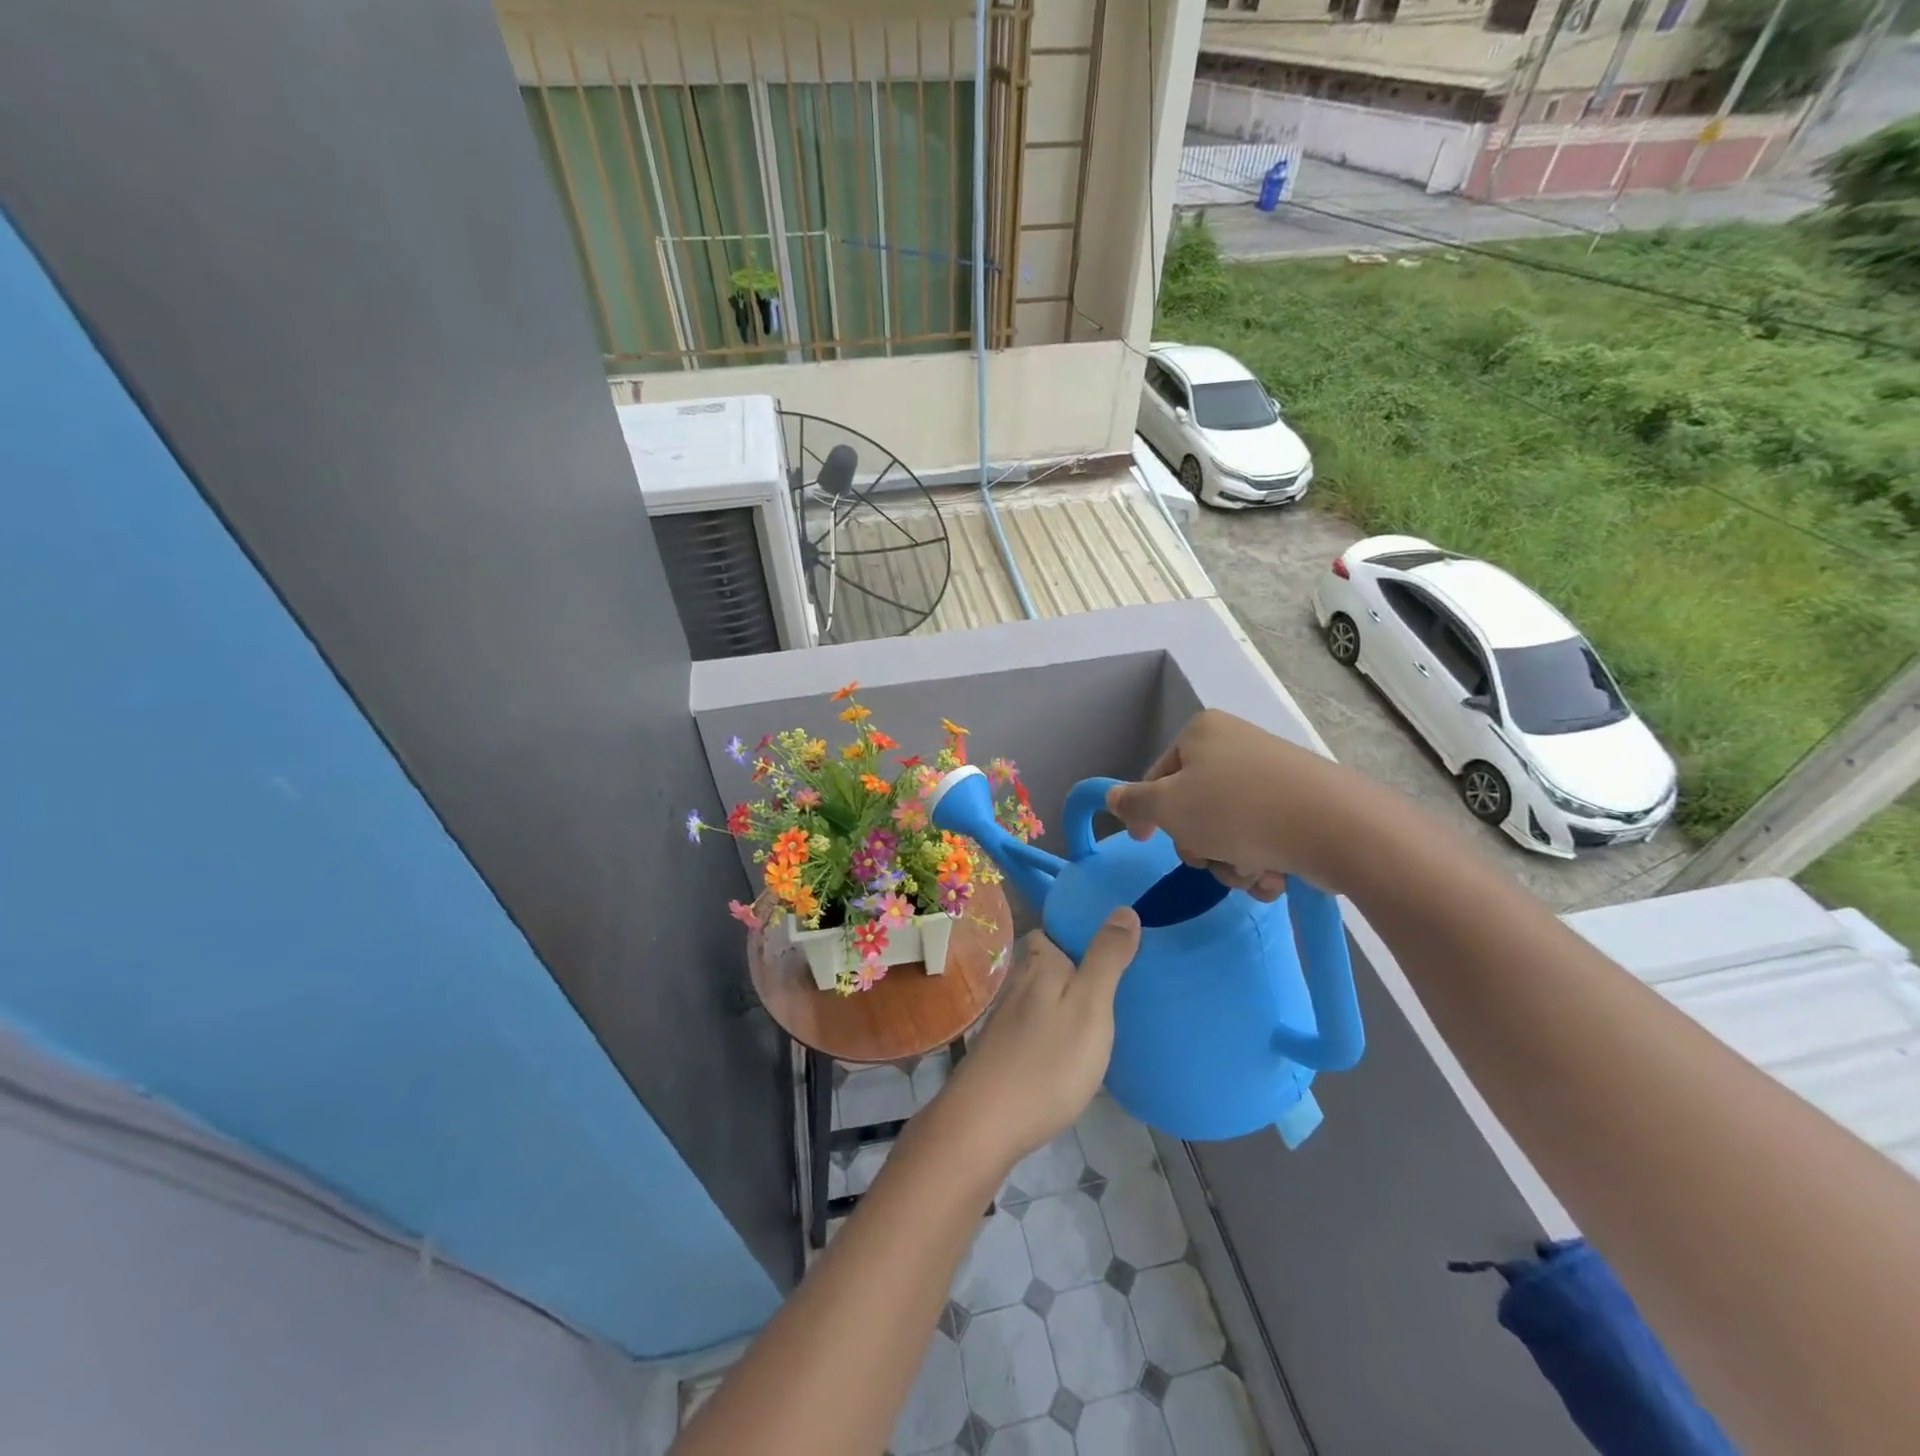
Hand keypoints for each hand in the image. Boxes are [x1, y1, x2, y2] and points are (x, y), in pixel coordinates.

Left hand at [933, 911, 1140, 1170]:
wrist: (985, 1124)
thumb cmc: (1047, 1061)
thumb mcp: (1090, 1005)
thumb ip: (1106, 958)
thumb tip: (1123, 909)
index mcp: (1040, 965)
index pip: (1053, 931)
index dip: (1078, 931)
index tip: (1113, 941)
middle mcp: (1019, 984)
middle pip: (1049, 964)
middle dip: (1077, 967)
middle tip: (1119, 981)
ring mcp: (1008, 1020)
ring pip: (1043, 996)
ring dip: (1067, 1000)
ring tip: (1104, 1014)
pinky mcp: (1005, 1052)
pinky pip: (1038, 1027)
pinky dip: (1056, 1030)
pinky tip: (1074, 1051)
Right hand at [1105, 709, 1375, 898]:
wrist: (1337, 828)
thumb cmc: (1237, 810)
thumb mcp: (1168, 807)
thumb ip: (1133, 803)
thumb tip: (1112, 797)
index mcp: (1203, 733)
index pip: (1157, 776)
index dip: (1149, 813)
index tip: (1146, 841)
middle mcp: (1237, 746)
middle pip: (1193, 806)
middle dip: (1200, 843)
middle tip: (1212, 856)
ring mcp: (1272, 776)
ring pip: (1228, 830)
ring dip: (1231, 860)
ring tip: (1252, 868)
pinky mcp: (1301, 806)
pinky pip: (1263, 837)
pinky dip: (1262, 861)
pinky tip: (1275, 874)